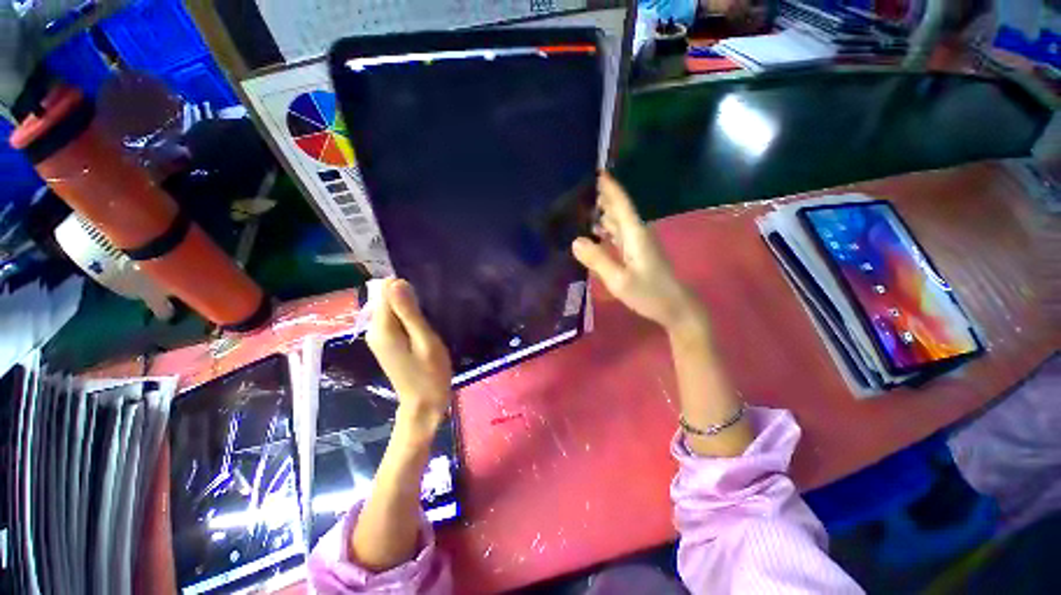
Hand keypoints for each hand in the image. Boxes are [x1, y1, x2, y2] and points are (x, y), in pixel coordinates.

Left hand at [365, 279, 452, 430]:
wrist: (424, 404)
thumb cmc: (430, 373)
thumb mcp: (425, 341)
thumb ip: (409, 313)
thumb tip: (396, 281)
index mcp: (382, 328)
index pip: (385, 290)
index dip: (406, 288)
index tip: (425, 300)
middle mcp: (374, 329)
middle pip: (386, 298)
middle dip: (408, 297)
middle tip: (430, 312)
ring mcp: (378, 336)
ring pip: (391, 307)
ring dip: (409, 307)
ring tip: (429, 319)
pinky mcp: (385, 342)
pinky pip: (393, 318)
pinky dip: (407, 317)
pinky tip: (422, 327)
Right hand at [572, 174, 704, 331]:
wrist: (675, 308)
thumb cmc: (650, 294)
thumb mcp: (620, 280)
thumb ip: (598, 260)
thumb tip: (575, 240)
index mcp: (635, 234)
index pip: (621, 203)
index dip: (609, 187)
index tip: (596, 171)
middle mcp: (637, 233)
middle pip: (619, 208)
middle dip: (603, 195)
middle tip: (579, 188)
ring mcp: (638, 243)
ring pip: (618, 220)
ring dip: (603, 210)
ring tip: (582, 204)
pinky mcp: (636, 253)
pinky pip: (618, 233)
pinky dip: (606, 227)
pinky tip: (595, 230)